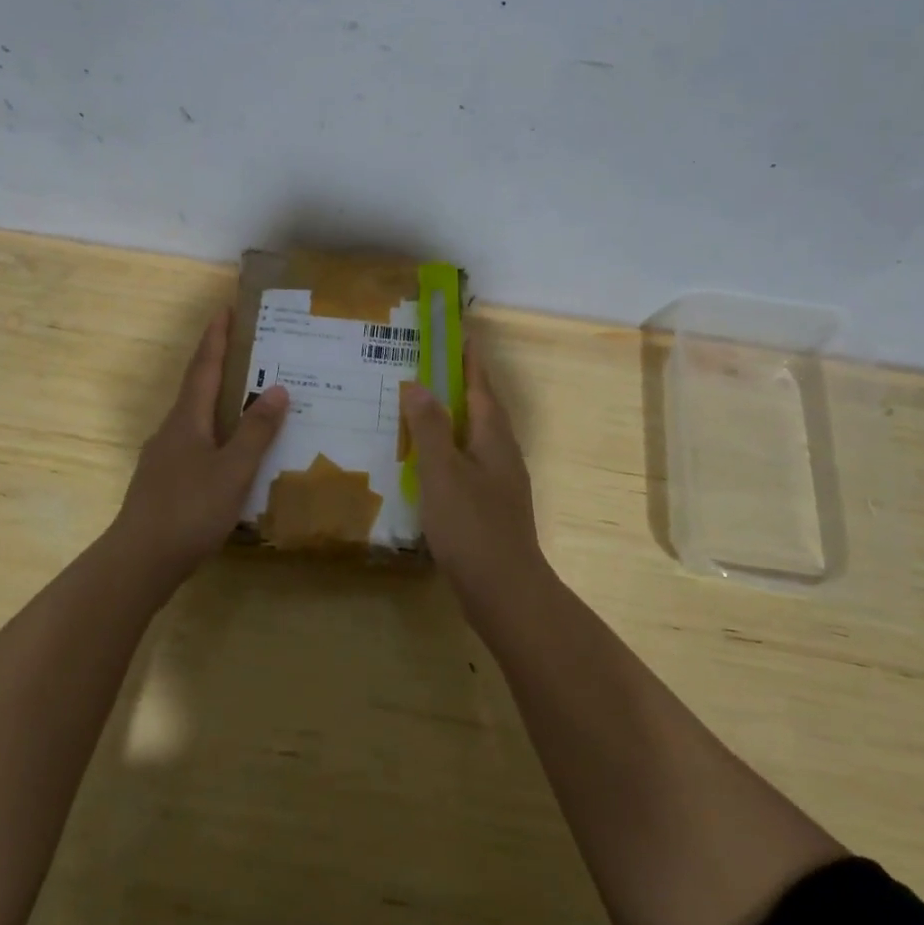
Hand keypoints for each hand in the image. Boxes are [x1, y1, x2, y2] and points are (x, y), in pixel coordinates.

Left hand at [108, 308, 288, 582]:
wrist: (139, 561)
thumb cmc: (189, 510)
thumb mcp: (233, 470)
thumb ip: (256, 431)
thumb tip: (277, 388)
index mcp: (186, 420)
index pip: (203, 367)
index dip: (215, 338)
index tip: (225, 310)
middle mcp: (172, 431)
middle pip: (197, 389)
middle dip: (219, 366)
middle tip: (250, 352)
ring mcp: (164, 458)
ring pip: (196, 419)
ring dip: (220, 403)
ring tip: (250, 402)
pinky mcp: (165, 482)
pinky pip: (196, 445)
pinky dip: (217, 435)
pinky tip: (233, 456)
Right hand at [400, 341, 543, 596]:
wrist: (505, 590)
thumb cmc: (472, 526)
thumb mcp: (442, 472)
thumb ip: (429, 428)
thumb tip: (418, 384)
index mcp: (493, 437)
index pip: (479, 386)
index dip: (467, 359)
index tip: (455, 334)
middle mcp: (501, 453)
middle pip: (480, 408)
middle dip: (458, 385)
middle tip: (426, 366)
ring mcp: (499, 481)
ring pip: (473, 437)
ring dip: (451, 418)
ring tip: (420, 409)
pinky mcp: (491, 506)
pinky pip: (467, 463)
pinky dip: (448, 450)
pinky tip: (428, 463)